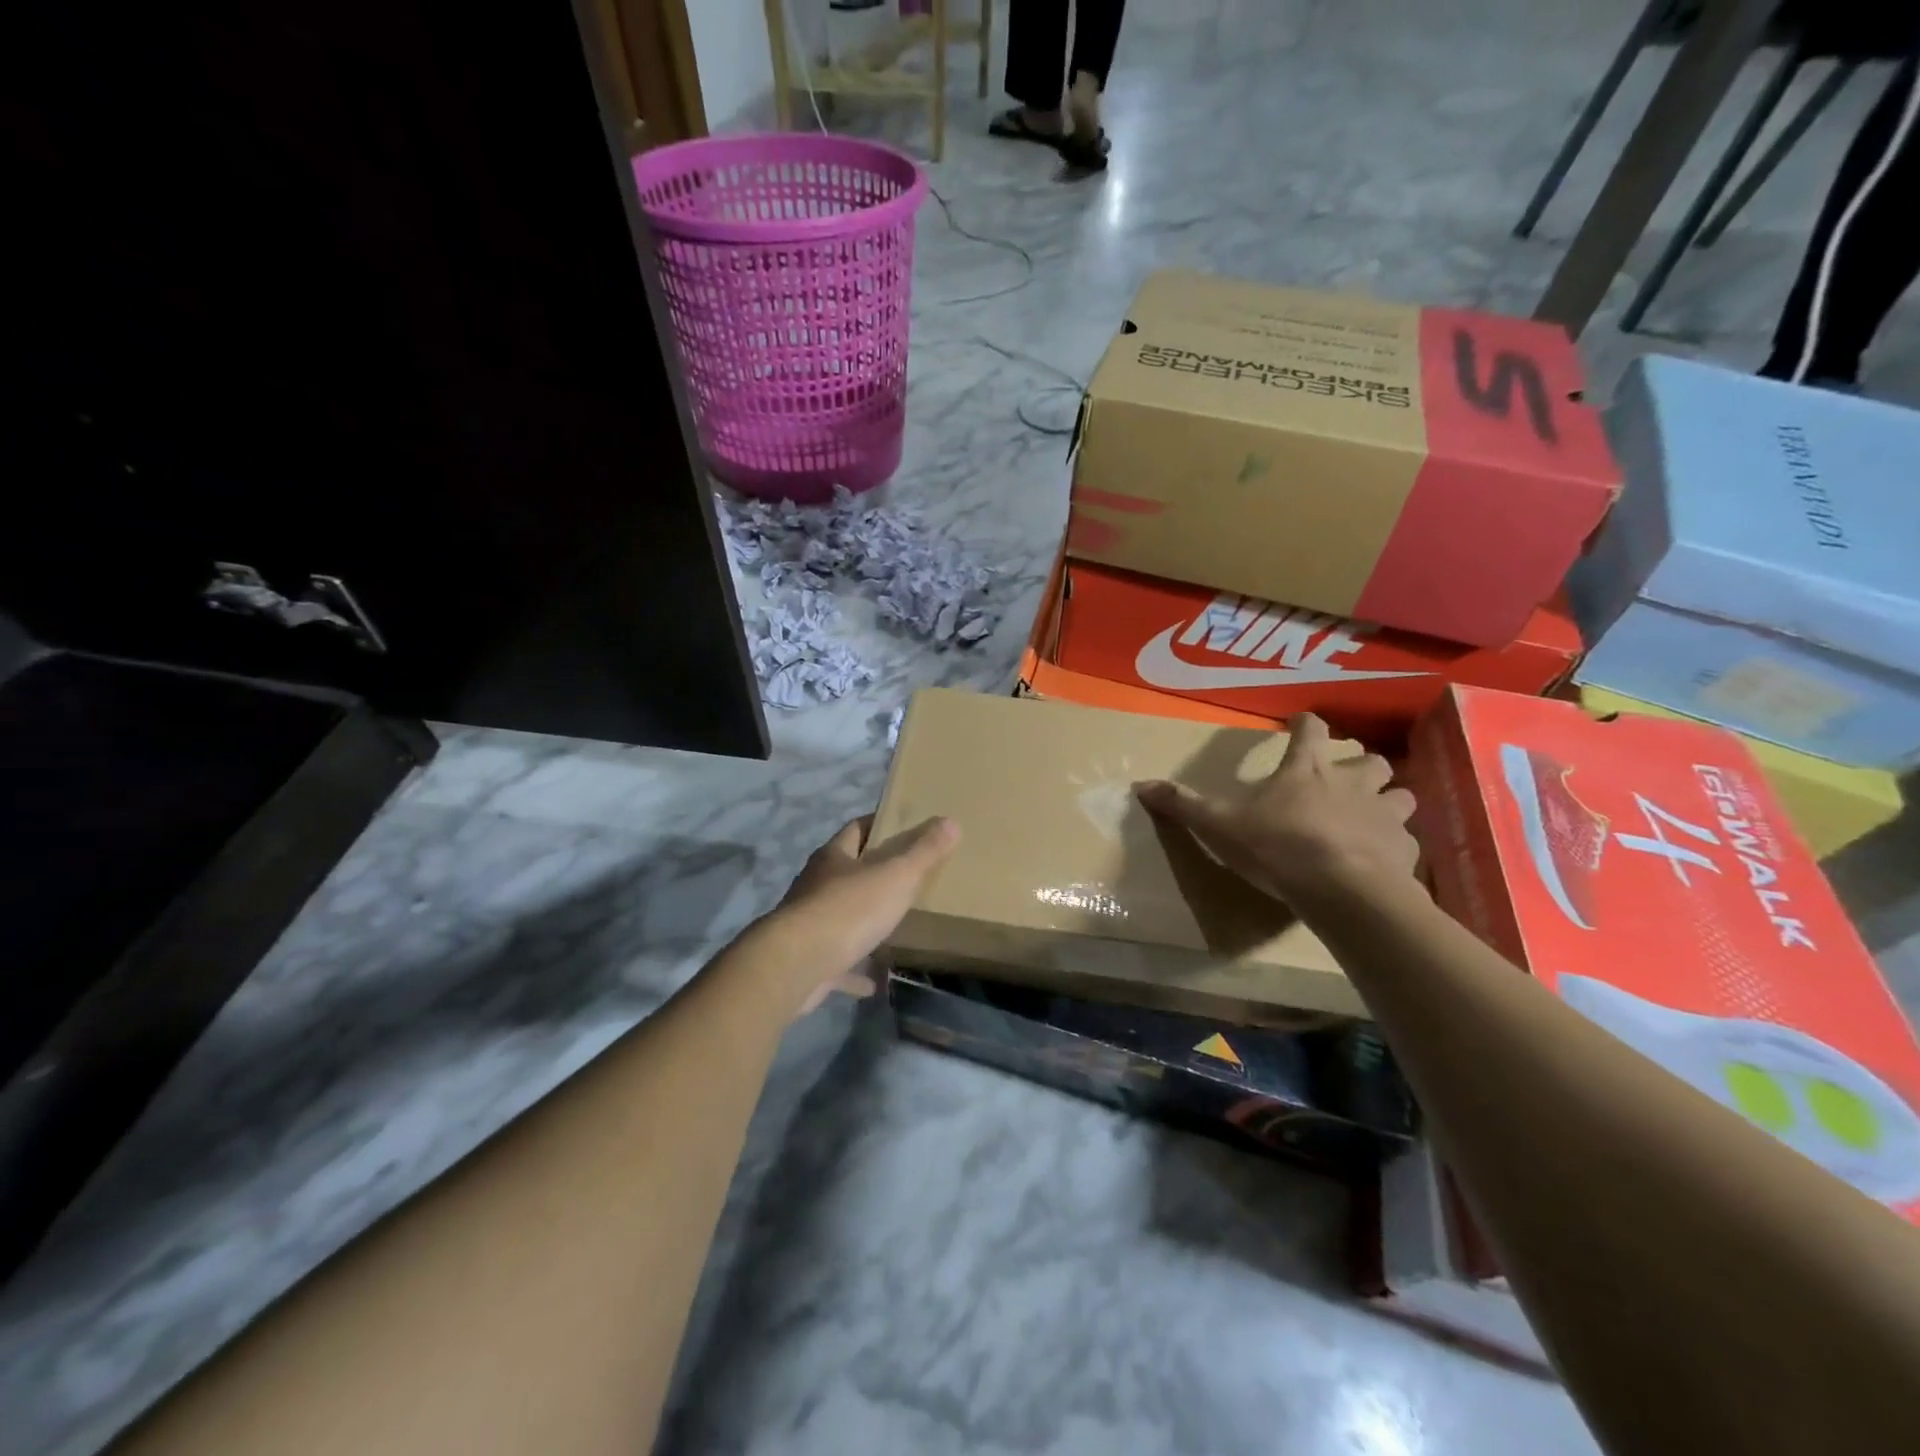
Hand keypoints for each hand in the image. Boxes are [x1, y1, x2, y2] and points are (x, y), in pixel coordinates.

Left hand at [760, 814, 960, 1016]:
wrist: (796, 965)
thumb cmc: (848, 909)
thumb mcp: (896, 875)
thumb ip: (924, 851)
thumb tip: (950, 821)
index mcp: (834, 857)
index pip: (857, 829)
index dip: (879, 825)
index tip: (903, 827)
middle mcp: (816, 885)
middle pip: (847, 872)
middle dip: (873, 874)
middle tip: (907, 878)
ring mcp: (809, 925)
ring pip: (841, 918)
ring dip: (864, 923)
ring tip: (895, 928)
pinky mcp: (809, 961)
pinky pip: (838, 963)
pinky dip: (857, 970)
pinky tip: (877, 980)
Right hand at [1133, 713, 1417, 913]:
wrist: (1343, 891)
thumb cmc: (1279, 847)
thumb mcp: (1220, 826)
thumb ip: (1184, 805)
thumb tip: (1140, 785)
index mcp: (1307, 771)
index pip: (1311, 730)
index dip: (1305, 723)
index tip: (1300, 721)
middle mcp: (1352, 783)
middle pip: (1371, 760)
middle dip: (1362, 764)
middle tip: (1347, 778)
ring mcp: (1384, 815)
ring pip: (1402, 795)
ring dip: (1390, 800)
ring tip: (1374, 815)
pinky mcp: (1404, 850)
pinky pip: (1407, 841)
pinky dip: (1396, 845)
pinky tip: (1383, 859)